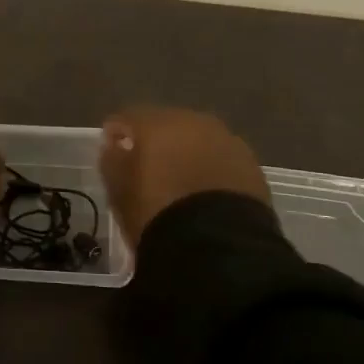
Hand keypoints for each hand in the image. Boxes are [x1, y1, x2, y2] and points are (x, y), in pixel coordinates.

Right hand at [99, 107, 270, 241]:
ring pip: (199, 140)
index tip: (111, 148)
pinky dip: (211, 169)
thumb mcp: (119, 192)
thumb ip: (112, 160)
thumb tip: (115, 145)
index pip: (129, 117)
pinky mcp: (252, 165)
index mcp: (157, 123)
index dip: (117, 131)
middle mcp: (194, 122)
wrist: (218, 246)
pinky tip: (206, 192)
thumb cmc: (156, 214)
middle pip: (168, 124)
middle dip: (157, 140)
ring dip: (187, 154)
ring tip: (180, 181)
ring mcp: (228, 141)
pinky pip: (222, 160)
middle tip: (148, 166)